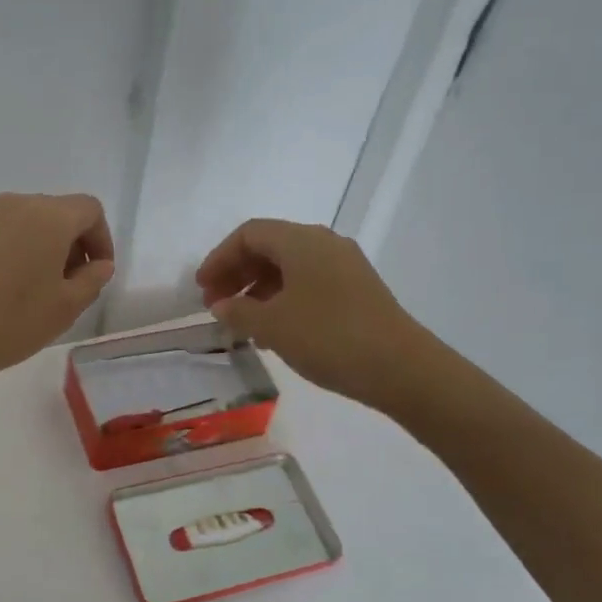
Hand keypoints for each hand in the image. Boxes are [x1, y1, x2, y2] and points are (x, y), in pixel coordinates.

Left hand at [0, 192, 115, 391]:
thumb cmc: (8, 322)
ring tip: (32, 294)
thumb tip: (98, 265)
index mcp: (48, 217)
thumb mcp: (64, 309)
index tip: (96, 275)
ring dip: (37, 251)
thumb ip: (91, 281)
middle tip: (69, 287)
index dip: (101, 240)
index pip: (89, 210)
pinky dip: (7, 257)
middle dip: (70, 245)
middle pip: (55, 213)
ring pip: (21, 225)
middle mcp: (13, 206)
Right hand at [196, 218, 427, 401]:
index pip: (249, 234)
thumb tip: (220, 305)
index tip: (201, 288)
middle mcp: (324, 244)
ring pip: (290, 267)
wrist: (400, 367)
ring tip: (241, 321)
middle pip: (270, 247)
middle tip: (215, 304)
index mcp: (301, 241)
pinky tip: (274, 329)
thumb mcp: (272, 325)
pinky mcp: (357, 290)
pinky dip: (283, 298)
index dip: (219, 258)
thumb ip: (238, 311)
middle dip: (237, 273)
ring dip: (258, 289)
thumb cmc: (327, 337)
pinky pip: (308, 283)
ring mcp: (345, 266)